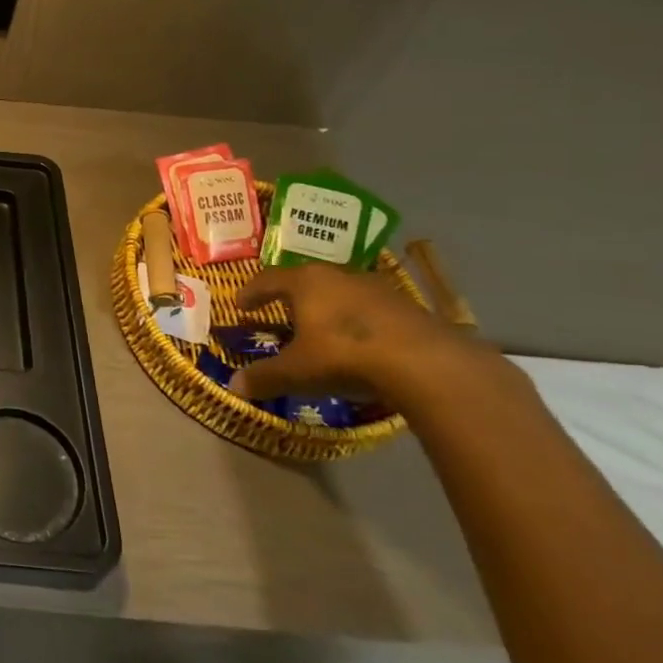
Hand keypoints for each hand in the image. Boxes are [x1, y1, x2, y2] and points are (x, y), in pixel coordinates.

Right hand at [232, 264, 507, 413]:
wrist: (428, 364)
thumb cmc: (345, 356)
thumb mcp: (298, 371)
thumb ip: (265, 377)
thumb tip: (233, 387)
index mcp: (305, 282)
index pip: (268, 279)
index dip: (251, 292)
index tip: (240, 304)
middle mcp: (338, 276)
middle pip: (307, 281)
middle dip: (291, 298)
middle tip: (280, 314)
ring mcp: (377, 289)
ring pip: (341, 293)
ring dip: (328, 309)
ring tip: (322, 331)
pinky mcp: (409, 308)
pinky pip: (371, 311)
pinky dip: (358, 323)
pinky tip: (361, 345)